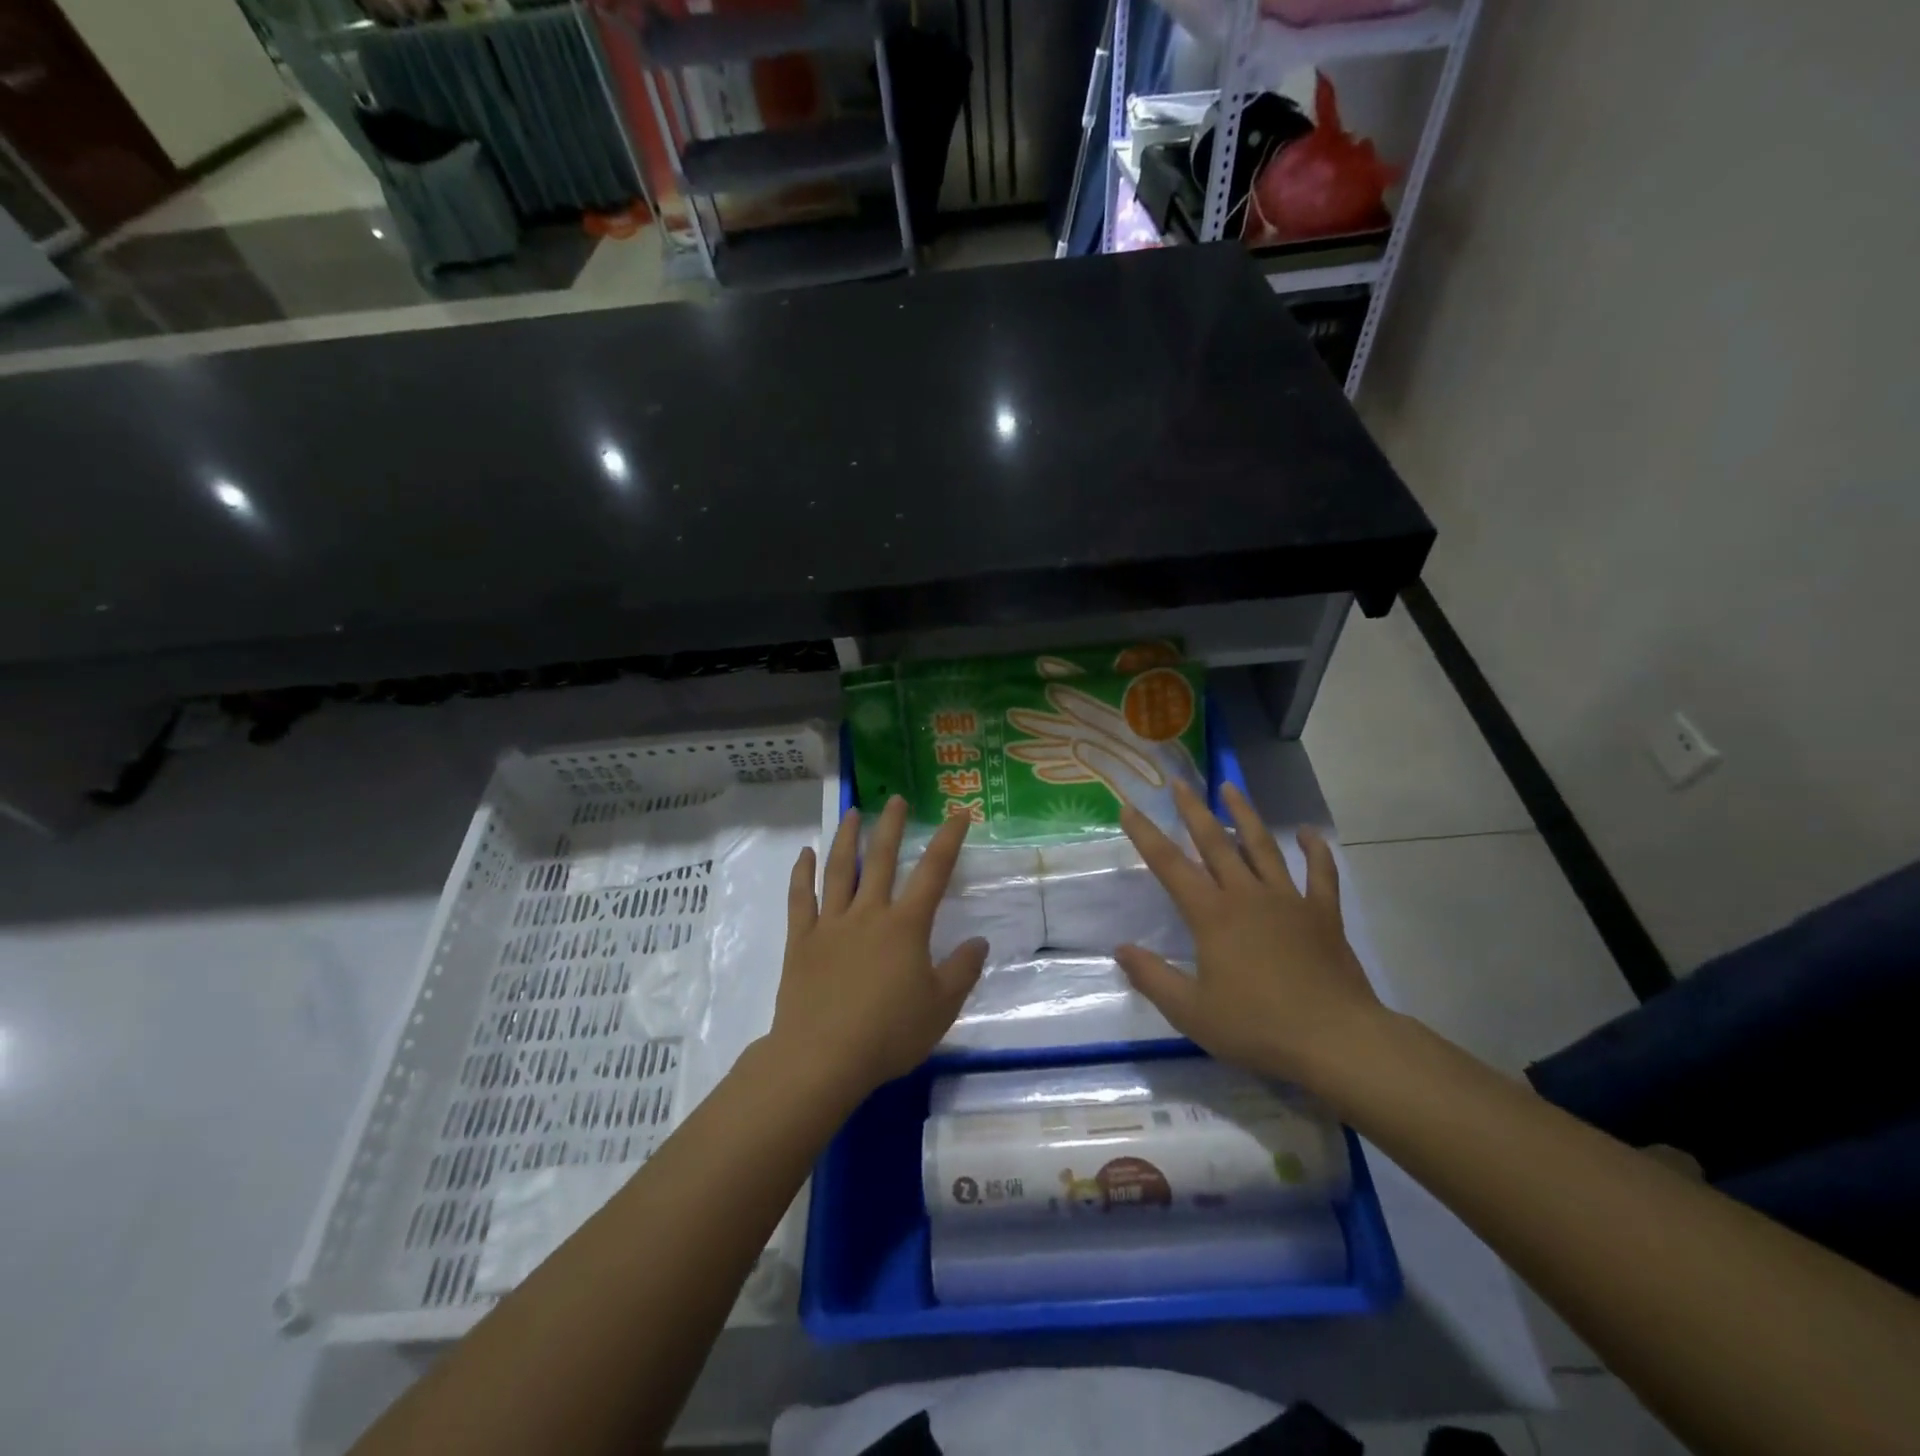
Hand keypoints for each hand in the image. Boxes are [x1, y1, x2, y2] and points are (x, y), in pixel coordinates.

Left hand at [768, 797, 987, 1099]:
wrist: (823, 1057)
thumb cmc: (888, 1033)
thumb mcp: (940, 1007)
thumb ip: (962, 971)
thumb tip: (979, 941)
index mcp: (906, 926)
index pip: (933, 873)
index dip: (948, 840)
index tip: (958, 813)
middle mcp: (868, 914)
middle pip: (881, 859)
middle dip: (891, 826)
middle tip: (895, 798)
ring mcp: (831, 924)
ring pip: (838, 870)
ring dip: (846, 839)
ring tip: (852, 813)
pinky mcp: (801, 940)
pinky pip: (800, 899)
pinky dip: (801, 873)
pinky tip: (804, 854)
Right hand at [1115, 780, 1383, 1086]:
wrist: (1335, 1040)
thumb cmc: (1257, 1026)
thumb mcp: (1192, 1012)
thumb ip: (1152, 978)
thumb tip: (1120, 949)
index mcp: (1212, 915)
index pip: (1169, 865)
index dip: (1146, 835)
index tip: (1129, 807)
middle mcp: (1247, 895)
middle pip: (1215, 842)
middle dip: (1193, 810)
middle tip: (1179, 782)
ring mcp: (1288, 900)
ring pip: (1262, 846)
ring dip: (1244, 815)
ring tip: (1230, 787)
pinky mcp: (1323, 914)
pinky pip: (1320, 873)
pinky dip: (1315, 850)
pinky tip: (1309, 833)